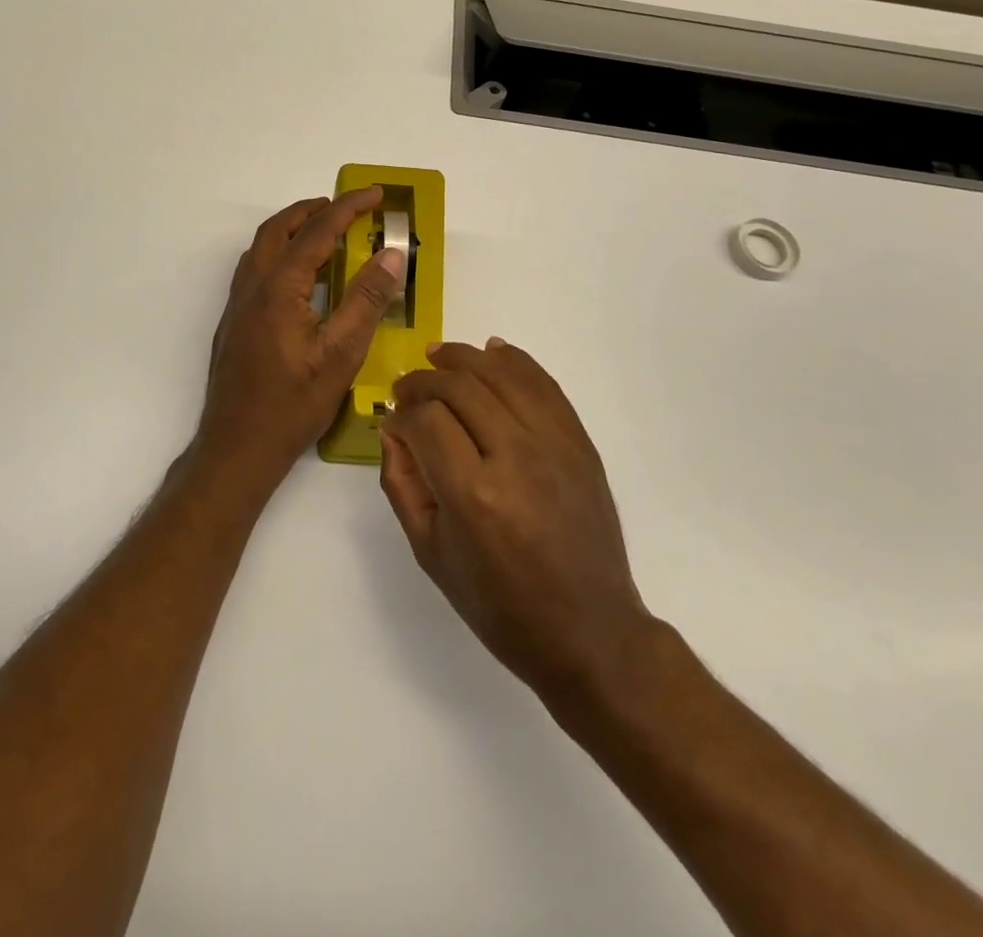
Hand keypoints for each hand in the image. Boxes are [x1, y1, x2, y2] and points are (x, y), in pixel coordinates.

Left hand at [194, 188, 407, 489]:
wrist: (237, 446)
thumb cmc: (292, 404)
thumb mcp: (341, 355)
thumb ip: (366, 300)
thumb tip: (390, 254)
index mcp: (279, 288)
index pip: (317, 232)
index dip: (348, 208)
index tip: (375, 194)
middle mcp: (252, 286)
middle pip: (279, 229)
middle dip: (313, 209)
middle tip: (347, 207)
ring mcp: (238, 304)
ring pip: (262, 247)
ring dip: (293, 229)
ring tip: (325, 233)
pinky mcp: (234, 321)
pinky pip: (256, 268)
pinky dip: (280, 253)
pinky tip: (299, 277)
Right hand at [380, 340, 652, 701]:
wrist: (589, 630)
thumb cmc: (499, 604)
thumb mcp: (431, 553)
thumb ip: (402, 484)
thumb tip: (392, 430)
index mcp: (474, 495)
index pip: (426, 421)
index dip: (402, 413)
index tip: (394, 421)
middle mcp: (516, 458)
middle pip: (461, 387)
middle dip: (424, 381)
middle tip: (406, 389)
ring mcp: (555, 445)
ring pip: (502, 374)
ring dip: (465, 358)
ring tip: (438, 355)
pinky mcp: (580, 443)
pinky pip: (544, 385)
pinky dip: (516, 361)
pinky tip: (492, 351)